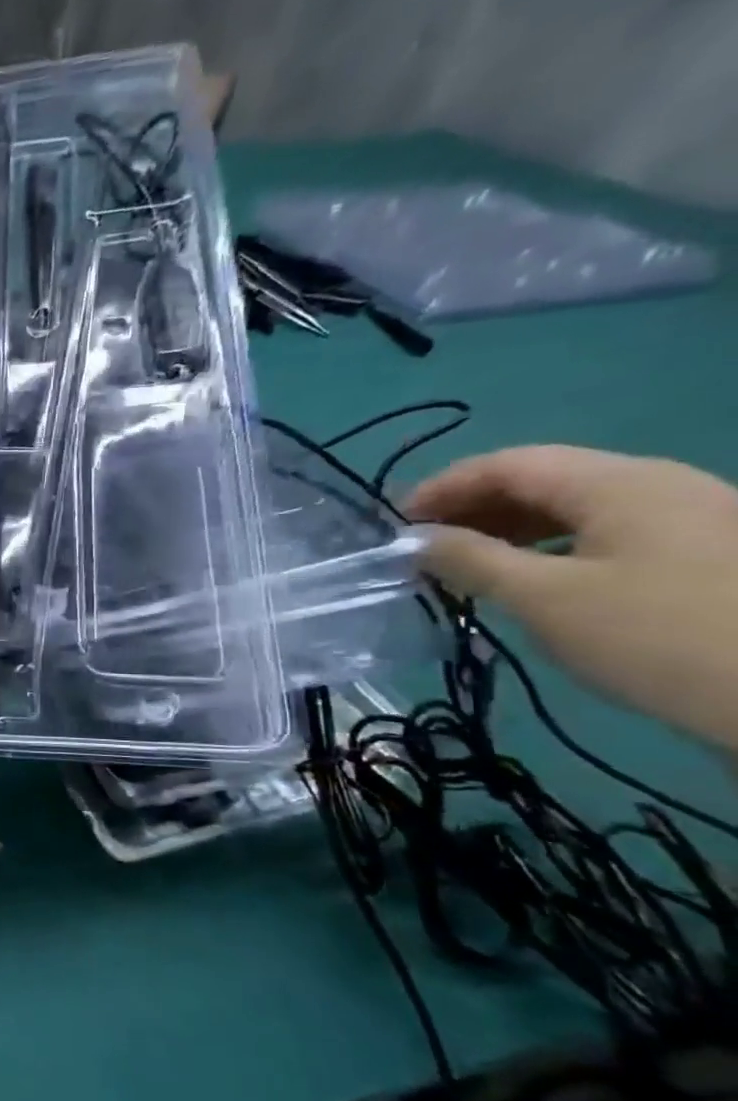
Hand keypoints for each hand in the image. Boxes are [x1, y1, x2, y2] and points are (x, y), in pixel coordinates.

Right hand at [407, 445, 737, 752]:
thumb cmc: (657, 636)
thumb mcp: (544, 599)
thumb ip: (471, 560)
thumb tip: (415, 539)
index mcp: (617, 483)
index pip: (506, 464)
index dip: (441, 488)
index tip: (394, 527)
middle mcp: (657, 485)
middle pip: (543, 481)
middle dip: (473, 509)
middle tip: (423, 550)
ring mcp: (692, 519)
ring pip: (576, 509)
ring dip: (510, 531)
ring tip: (467, 569)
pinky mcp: (708, 556)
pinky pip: (608, 534)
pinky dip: (553, 549)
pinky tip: (534, 584)